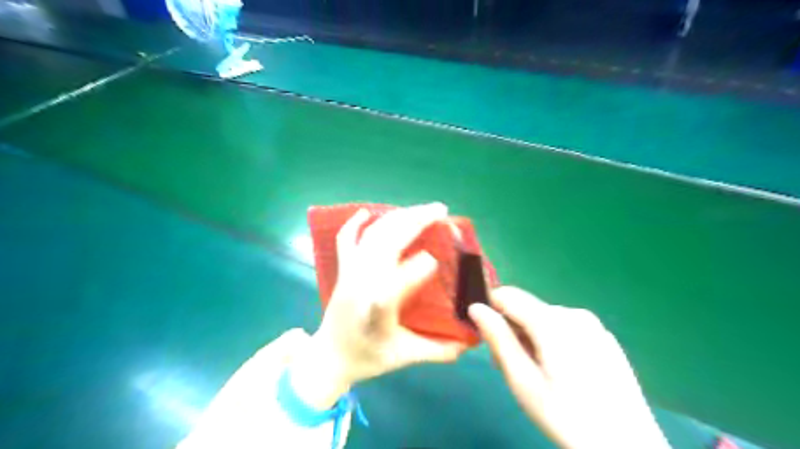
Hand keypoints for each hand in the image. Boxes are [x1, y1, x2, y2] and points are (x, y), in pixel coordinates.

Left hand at [287, 204, 465, 410]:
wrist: (328, 357)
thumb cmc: (367, 358)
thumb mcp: (404, 356)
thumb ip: (438, 350)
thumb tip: (469, 343)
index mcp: (376, 313)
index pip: (392, 288)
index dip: (414, 271)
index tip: (435, 260)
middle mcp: (360, 287)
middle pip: (385, 245)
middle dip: (414, 222)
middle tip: (441, 211)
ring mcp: (350, 274)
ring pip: (372, 236)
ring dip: (398, 217)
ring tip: (422, 209)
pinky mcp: (343, 270)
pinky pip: (346, 241)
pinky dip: (355, 224)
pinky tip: (368, 212)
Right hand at [470, 287, 670, 448]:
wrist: (627, 447)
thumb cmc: (566, 415)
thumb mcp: (522, 380)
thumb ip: (498, 338)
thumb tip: (476, 308)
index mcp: (551, 320)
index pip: (507, 295)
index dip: (491, 311)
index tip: (490, 339)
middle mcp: (573, 312)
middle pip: (527, 309)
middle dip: (513, 330)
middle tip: (513, 367)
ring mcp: (592, 324)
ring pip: (546, 318)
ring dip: (532, 337)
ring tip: (538, 374)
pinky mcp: (604, 337)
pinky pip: (567, 328)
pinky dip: (555, 341)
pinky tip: (564, 374)